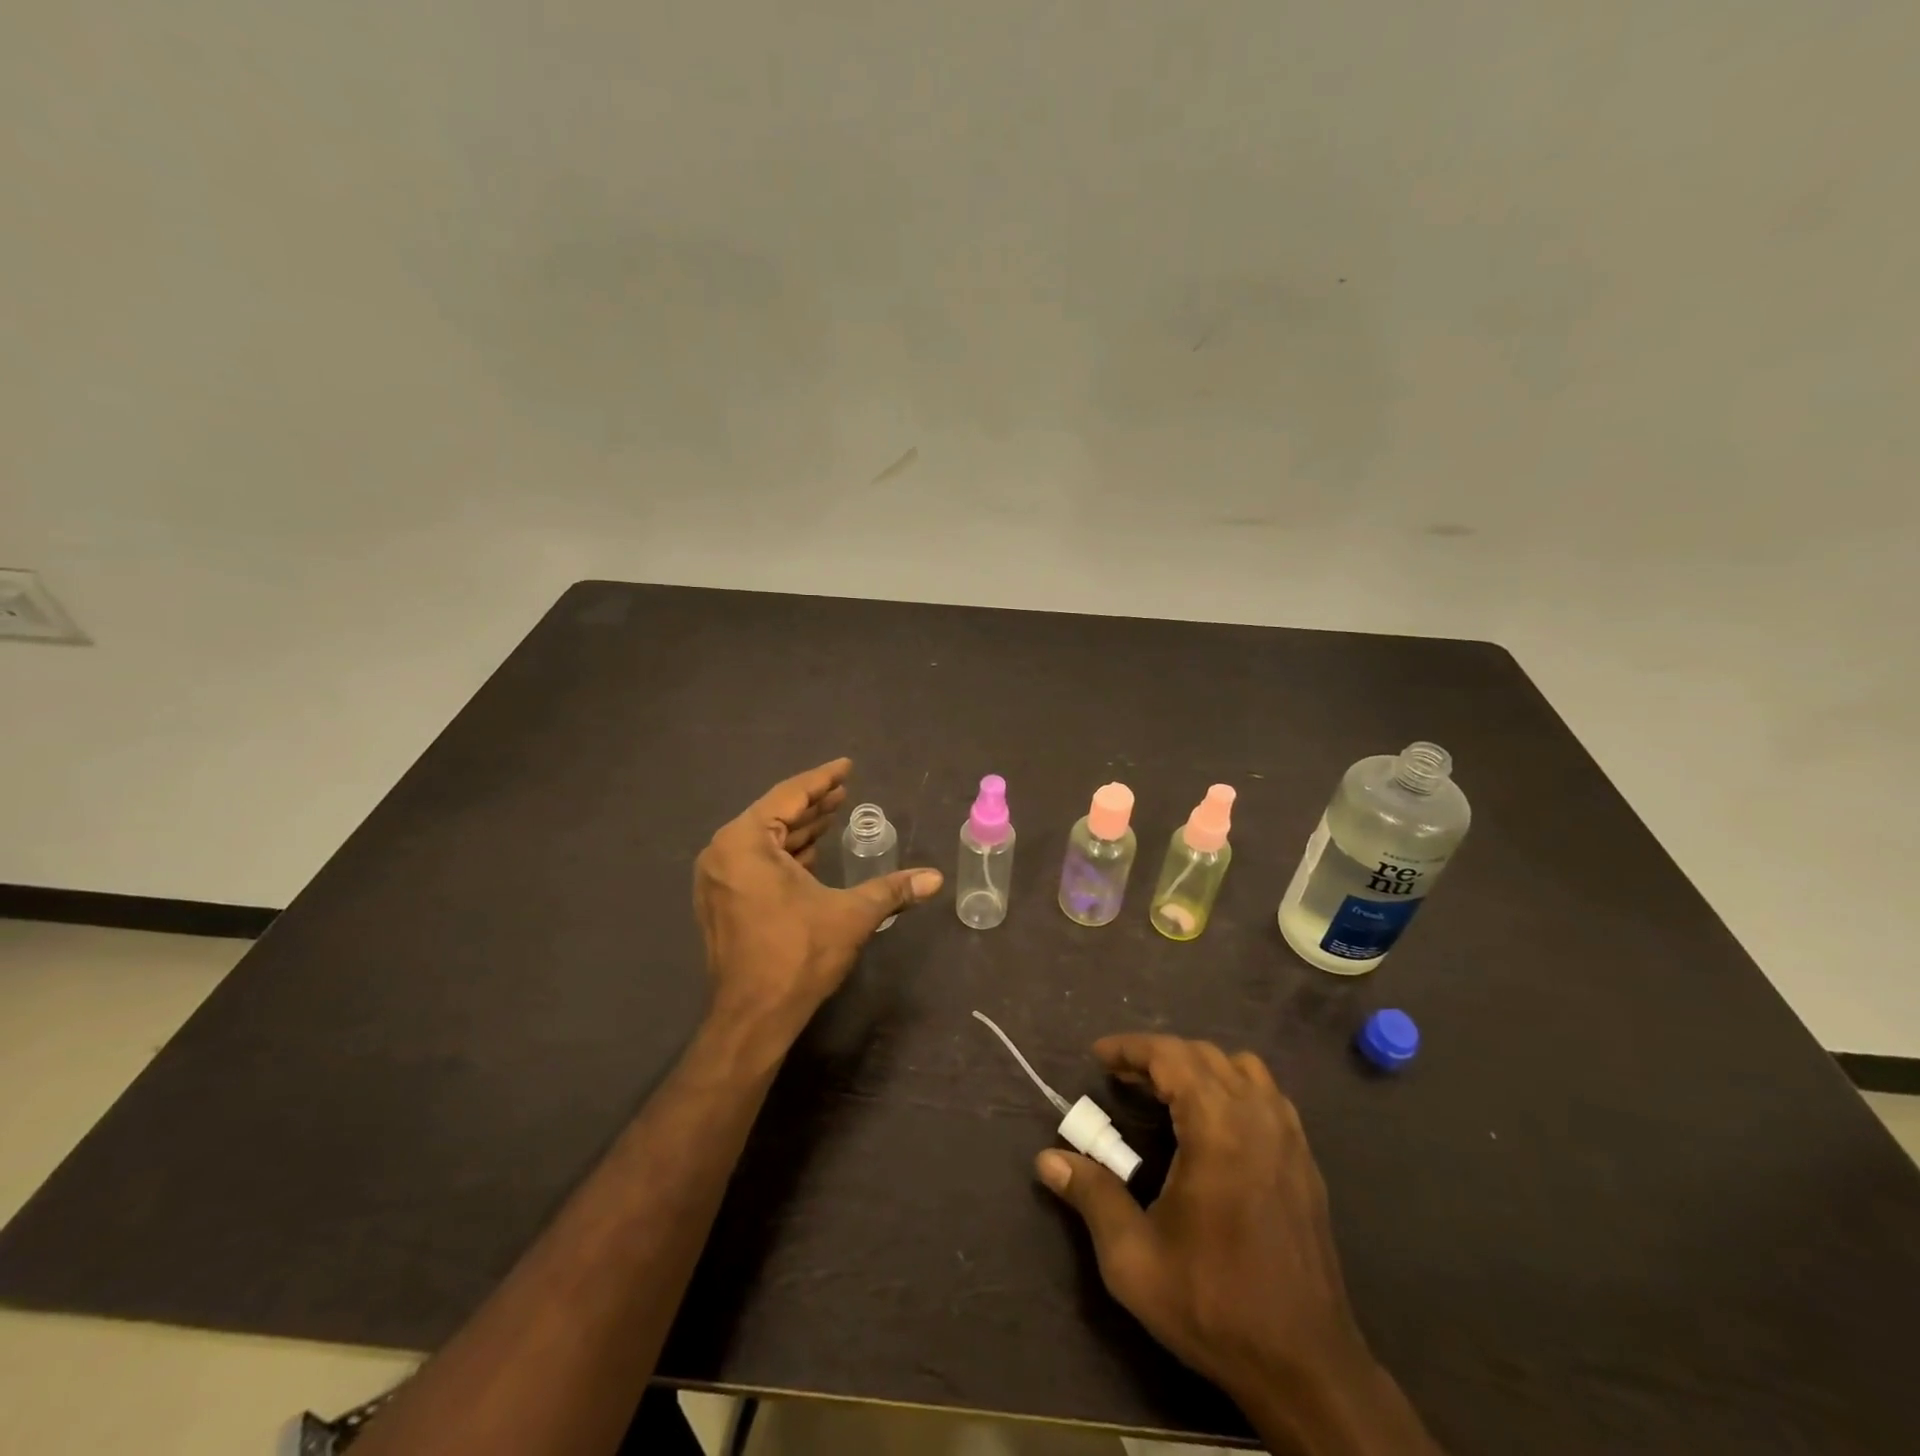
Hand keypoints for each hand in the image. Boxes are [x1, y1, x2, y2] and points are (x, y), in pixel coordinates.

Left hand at [694, 758, 941, 1040]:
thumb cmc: (797, 956)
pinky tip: (811, 853)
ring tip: (833, 816)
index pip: (789, 796)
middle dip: (813, 805)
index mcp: (744, 843)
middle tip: (845, 791)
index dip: (823, 780)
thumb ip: (893, 890)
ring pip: (764, 840)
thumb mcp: (851, 915)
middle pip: (774, 815)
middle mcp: (723, 853)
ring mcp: (717, 879)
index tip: (847, 767)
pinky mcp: (721, 902)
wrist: (752, 1018)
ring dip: (799, 830)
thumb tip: (936, 879)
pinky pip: (755, 862)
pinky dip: (784, 854)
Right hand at [1034, 1035, 1371, 1400]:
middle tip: (1122, 1078)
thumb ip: (1091, 1196)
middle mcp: (1257, 1116)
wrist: (1306, 1367)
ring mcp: (1288, 1136)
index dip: (1130, 1048)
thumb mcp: (1134, 1258)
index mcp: (1218, 1127)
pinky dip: (1231, 1087)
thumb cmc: (1213, 1304)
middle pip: (1202, 1055)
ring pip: (1239, 1068)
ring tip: (1166, 1093)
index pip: (1170, 1056)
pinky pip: (1265, 1095)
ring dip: (1198, 1067)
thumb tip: (1047, 1160)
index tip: (1098, 1056)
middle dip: (1158, 1056)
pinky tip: (1213, 1124)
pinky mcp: (1305, 1159)